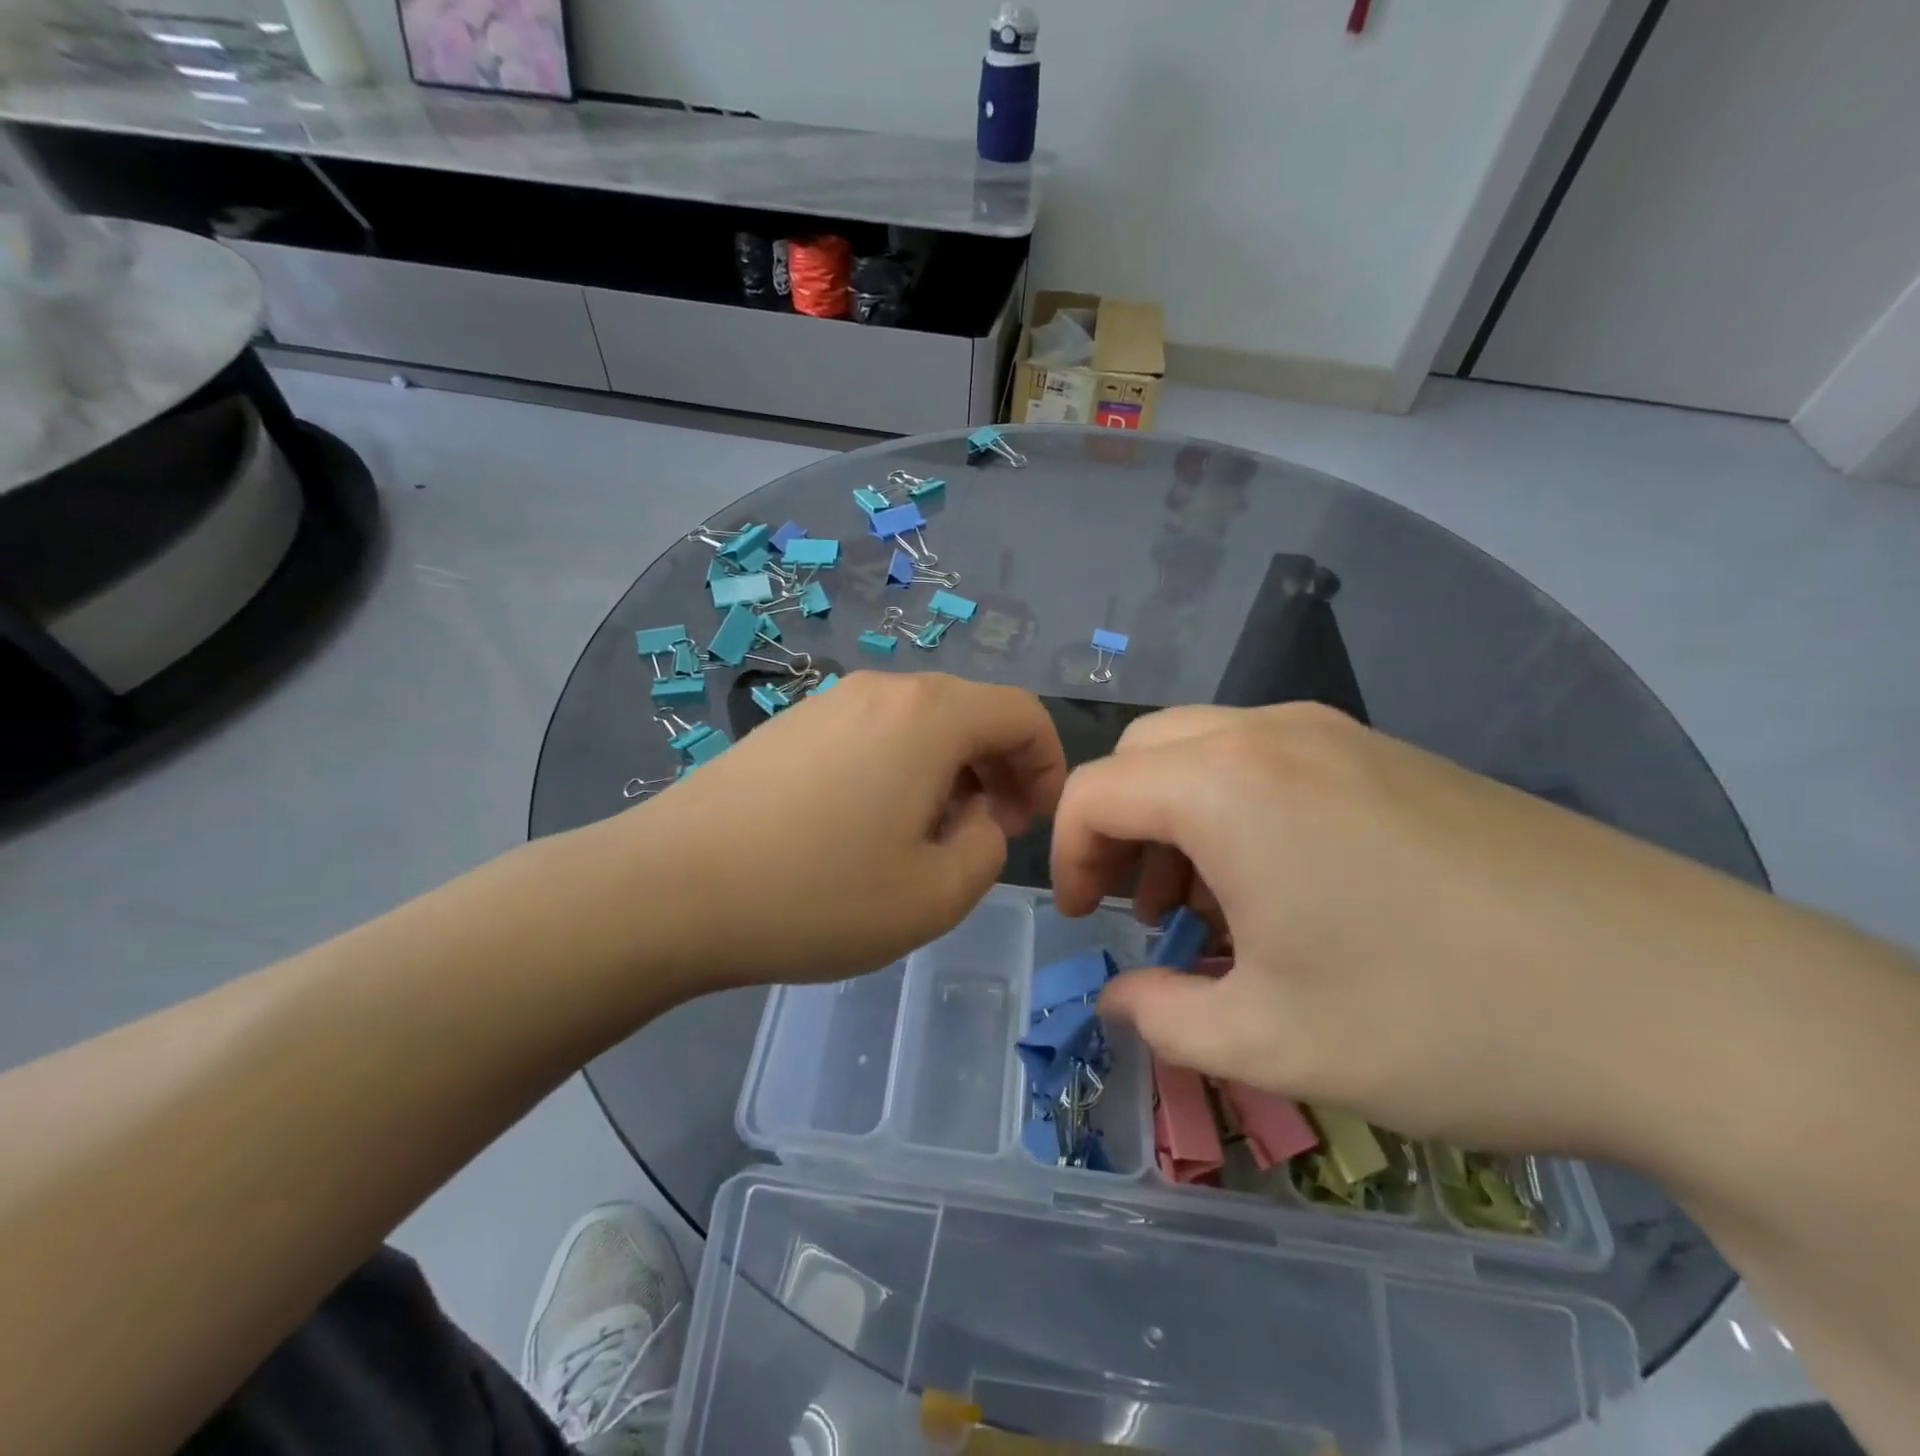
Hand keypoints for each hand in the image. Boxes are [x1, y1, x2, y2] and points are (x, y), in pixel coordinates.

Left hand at [620, 672, 1065, 989]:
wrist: (667, 889)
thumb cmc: (815, 895)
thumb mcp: (934, 895)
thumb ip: (988, 848)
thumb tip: (982, 816)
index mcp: (929, 716)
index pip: (1021, 713)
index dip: (1047, 763)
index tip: (1033, 821)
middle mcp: (883, 689)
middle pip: (970, 711)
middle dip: (1000, 769)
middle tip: (990, 832)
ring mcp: (829, 701)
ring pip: (920, 723)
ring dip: (949, 771)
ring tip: (929, 837)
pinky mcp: (790, 725)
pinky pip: (873, 733)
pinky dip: (900, 768)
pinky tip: (868, 827)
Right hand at [1048, 701, 1786, 1157]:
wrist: (1681, 1004)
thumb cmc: (1438, 1020)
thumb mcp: (1268, 1040)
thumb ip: (1161, 1017)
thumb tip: (1115, 1001)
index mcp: (1227, 785)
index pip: (1095, 789)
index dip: (1067, 854)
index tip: (1085, 920)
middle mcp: (1273, 734)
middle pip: (1146, 753)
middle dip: (1119, 825)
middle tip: (1138, 905)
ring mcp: (1342, 736)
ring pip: (1209, 750)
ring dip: (1179, 817)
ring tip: (1211, 906)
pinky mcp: (1394, 756)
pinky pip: (1273, 760)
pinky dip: (1240, 809)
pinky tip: (1287, 886)